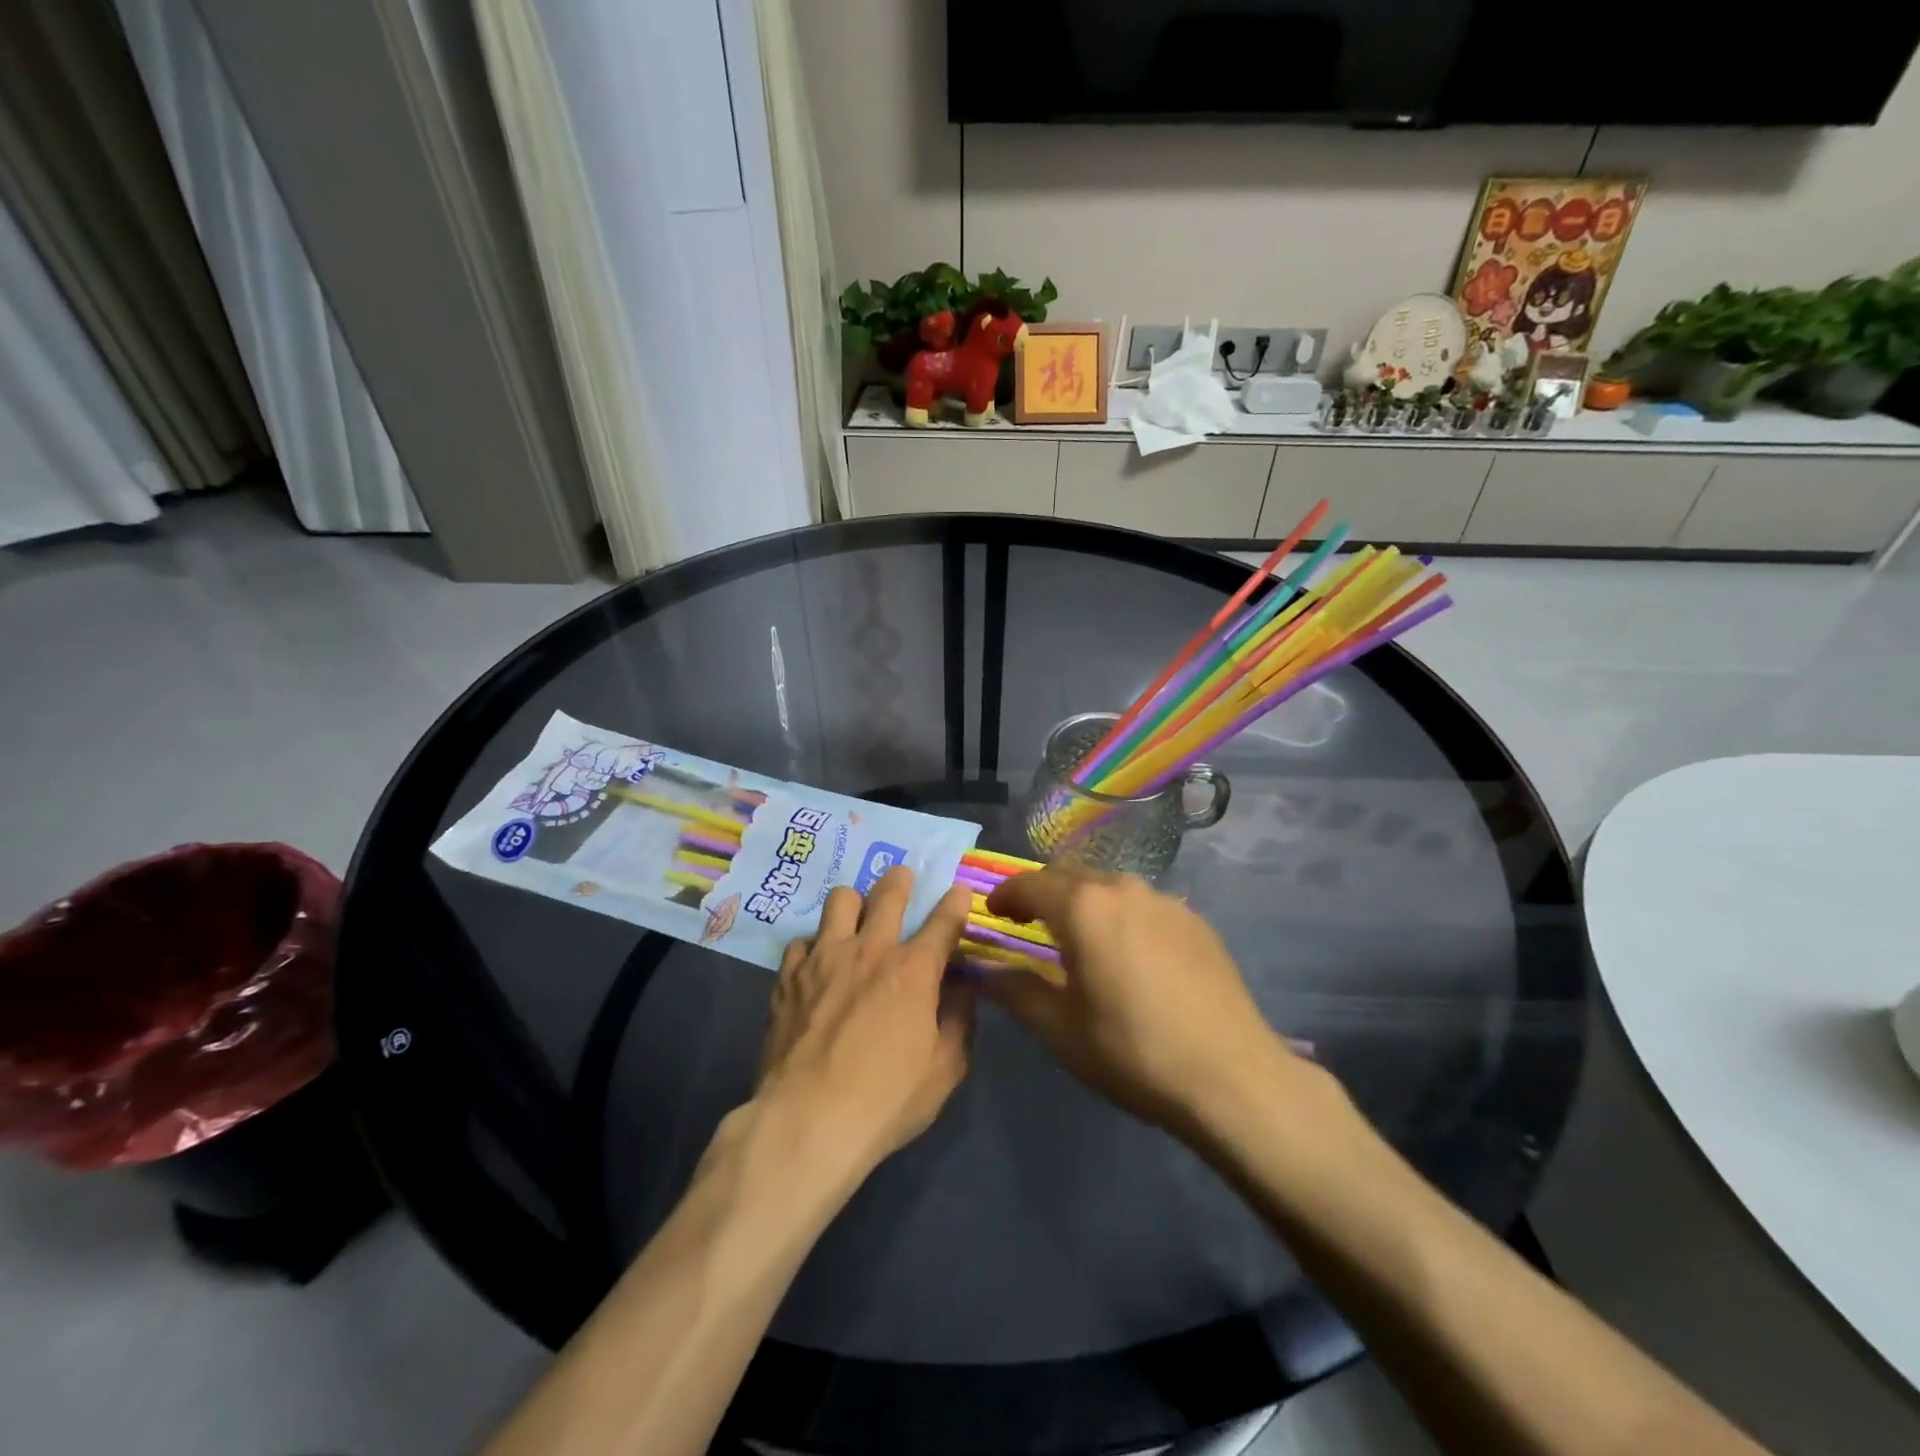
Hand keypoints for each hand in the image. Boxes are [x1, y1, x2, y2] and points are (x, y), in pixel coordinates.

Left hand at [755, 867, 975, 1173]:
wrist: (807, 1120)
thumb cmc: (886, 1099)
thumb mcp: (944, 1070)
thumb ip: (958, 1021)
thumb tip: (962, 990)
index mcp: (913, 970)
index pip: (943, 921)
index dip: (955, 902)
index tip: (959, 889)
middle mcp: (870, 950)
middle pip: (889, 893)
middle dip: (901, 879)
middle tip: (903, 877)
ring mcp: (824, 958)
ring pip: (840, 900)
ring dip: (854, 903)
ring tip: (855, 917)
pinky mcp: (788, 975)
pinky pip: (802, 940)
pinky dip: (814, 946)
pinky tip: (816, 964)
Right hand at [983, 868, 1303, 1137]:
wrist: (1232, 1076)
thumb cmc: (1133, 1052)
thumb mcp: (1061, 1030)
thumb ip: (1017, 992)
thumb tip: (987, 972)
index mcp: (1084, 908)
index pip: (1030, 884)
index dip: (1006, 895)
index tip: (994, 913)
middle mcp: (1123, 889)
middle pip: (1070, 876)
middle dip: (1043, 893)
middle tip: (1029, 923)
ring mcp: (1166, 901)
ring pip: (1110, 887)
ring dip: (1084, 902)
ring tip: (1080, 938)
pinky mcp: (1195, 920)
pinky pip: (1144, 905)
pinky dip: (1121, 916)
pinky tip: (1129, 954)